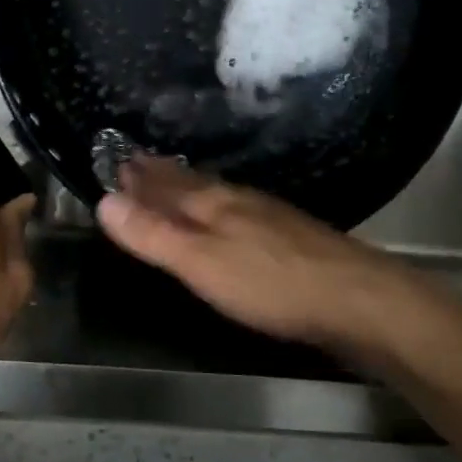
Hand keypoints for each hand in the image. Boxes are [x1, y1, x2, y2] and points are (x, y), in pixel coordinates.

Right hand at [95, 158, 446, 355]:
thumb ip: (153, 235)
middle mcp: (241, 202)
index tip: (116, 161)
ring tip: (177, 181)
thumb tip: (104, 200)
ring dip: (192, 188)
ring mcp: (271, 218)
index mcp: (215, 205)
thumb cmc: (270, 284)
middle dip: (163, 176)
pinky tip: (233, 216)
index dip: (141, 178)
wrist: (357, 300)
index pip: (167, 185)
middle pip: (194, 184)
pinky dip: (222, 208)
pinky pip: (242, 212)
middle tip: (138, 161)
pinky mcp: (293, 240)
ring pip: (219, 195)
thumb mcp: (200, 263)